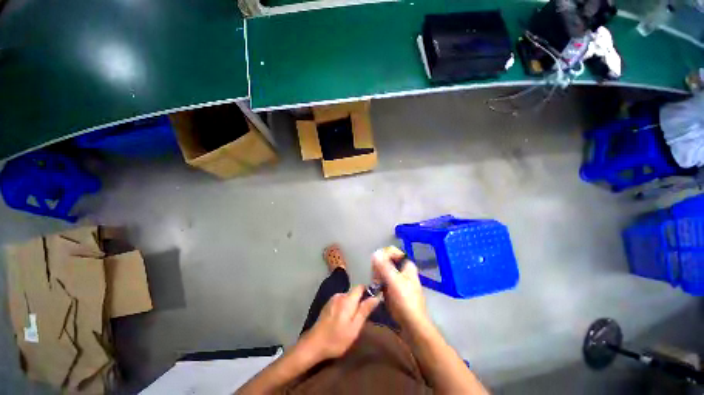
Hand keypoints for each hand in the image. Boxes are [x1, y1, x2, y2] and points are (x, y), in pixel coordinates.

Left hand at [303, 285, 379, 360]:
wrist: (313, 345)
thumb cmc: (336, 338)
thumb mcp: (354, 328)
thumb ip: (365, 310)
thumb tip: (376, 297)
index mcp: (347, 299)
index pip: (360, 287)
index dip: (367, 292)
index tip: (371, 302)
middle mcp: (340, 295)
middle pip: (354, 293)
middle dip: (359, 302)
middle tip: (360, 318)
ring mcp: (332, 299)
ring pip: (347, 298)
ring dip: (351, 306)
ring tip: (351, 321)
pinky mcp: (327, 305)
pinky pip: (340, 301)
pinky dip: (344, 307)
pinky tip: (341, 320)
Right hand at [372, 246, 428, 328]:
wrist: (411, 323)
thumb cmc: (405, 300)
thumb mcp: (394, 281)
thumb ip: (384, 266)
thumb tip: (375, 253)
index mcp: (407, 265)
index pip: (392, 252)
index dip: (383, 255)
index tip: (377, 264)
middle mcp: (403, 270)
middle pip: (387, 261)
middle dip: (379, 267)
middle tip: (376, 276)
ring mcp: (398, 279)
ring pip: (384, 270)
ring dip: (378, 275)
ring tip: (376, 283)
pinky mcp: (393, 288)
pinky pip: (383, 279)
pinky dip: (379, 282)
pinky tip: (376, 287)